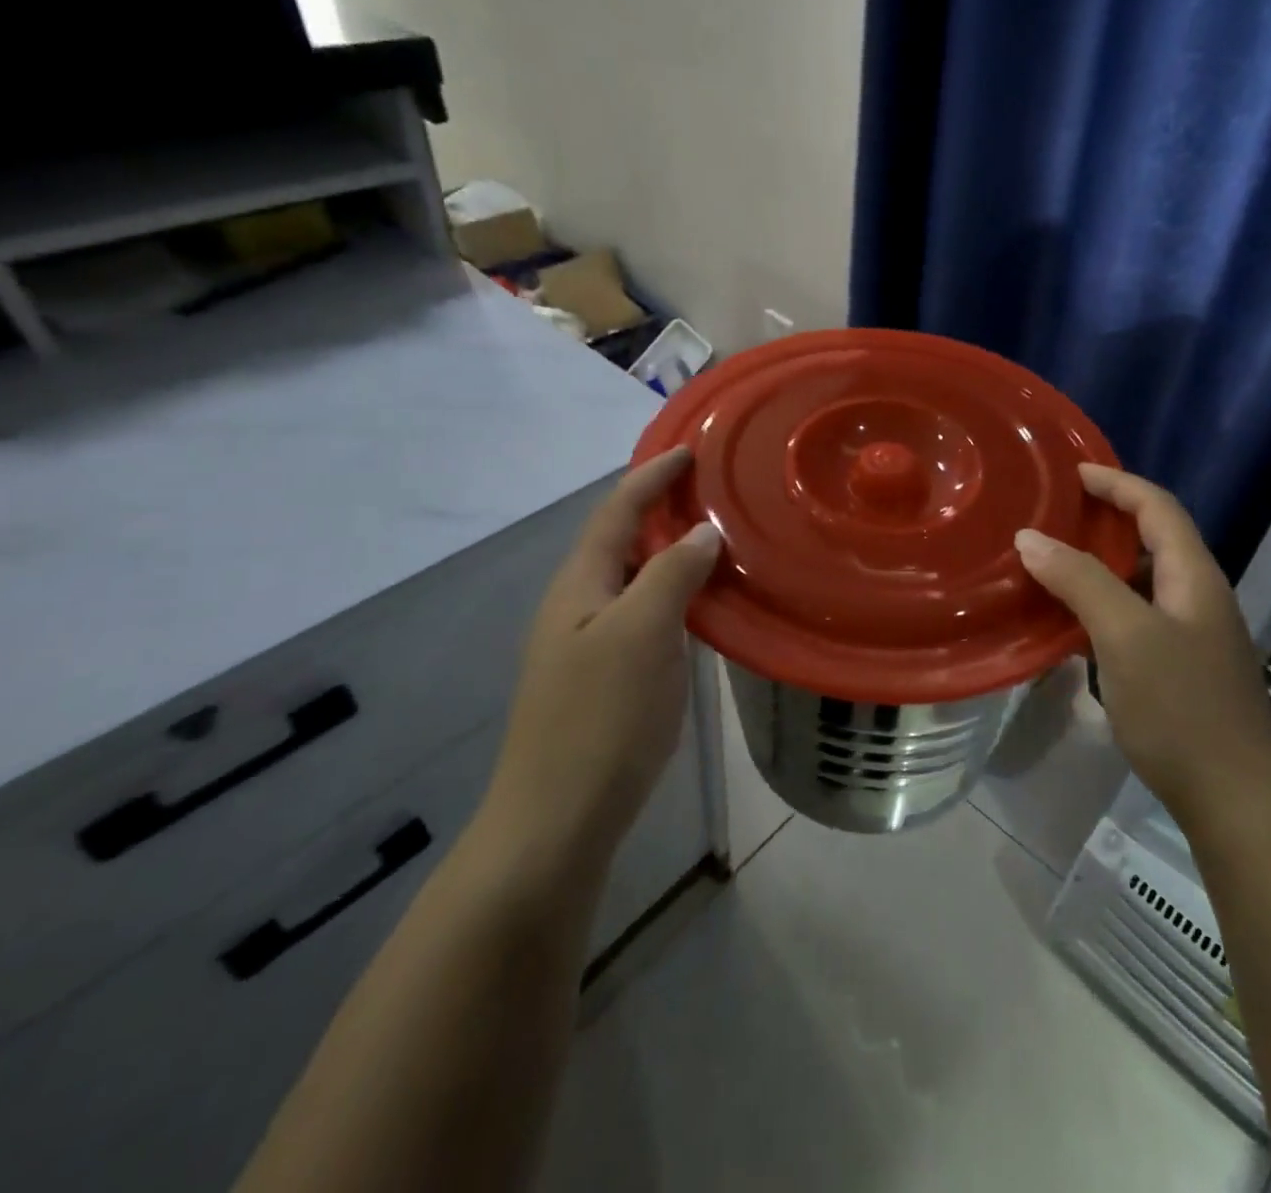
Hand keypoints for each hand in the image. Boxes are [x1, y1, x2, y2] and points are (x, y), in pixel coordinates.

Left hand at [476, 448, 720, 867]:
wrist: (557, 820)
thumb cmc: (601, 718)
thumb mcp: (642, 634)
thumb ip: (672, 573)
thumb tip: (701, 530)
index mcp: (580, 584)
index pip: (616, 510)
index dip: (651, 477)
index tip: (689, 451)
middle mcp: (577, 605)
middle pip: (619, 539)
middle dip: (659, 507)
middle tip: (710, 491)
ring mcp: (586, 644)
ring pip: (631, 579)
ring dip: (667, 551)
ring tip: (713, 537)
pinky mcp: (603, 677)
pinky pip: (641, 613)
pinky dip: (671, 593)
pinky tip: (700, 605)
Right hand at [1014, 464, 1270, 818]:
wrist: (1234, 799)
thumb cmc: (1181, 708)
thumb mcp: (1125, 635)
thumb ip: (1080, 581)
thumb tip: (1030, 538)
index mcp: (1195, 577)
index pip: (1158, 507)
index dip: (1118, 482)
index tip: (1072, 473)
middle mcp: (1199, 596)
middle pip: (1156, 538)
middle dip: (1109, 517)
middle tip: (1056, 514)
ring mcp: (1193, 635)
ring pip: (1144, 579)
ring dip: (1103, 561)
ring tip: (1054, 559)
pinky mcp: (1180, 667)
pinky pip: (1137, 614)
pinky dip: (1104, 601)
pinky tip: (1072, 619)